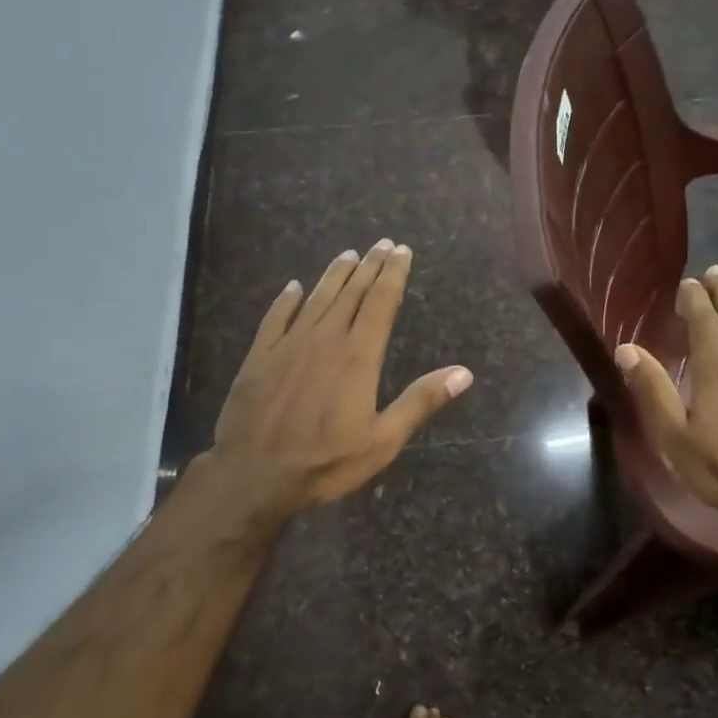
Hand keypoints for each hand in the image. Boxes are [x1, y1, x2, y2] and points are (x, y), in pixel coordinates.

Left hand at [206, 240, 472, 520]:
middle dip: (369, 266)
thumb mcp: (383, 441)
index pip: (381, 303)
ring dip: (334, 275)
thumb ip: (420, 402)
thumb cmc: (325, 462)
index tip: (402, 252)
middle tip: (382, 244)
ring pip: (316, 299)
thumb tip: (463, 373)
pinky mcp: (259, 356)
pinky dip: (287, 300)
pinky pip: (276, 318)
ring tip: (348, 255)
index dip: (393, 275)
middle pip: (351, 293)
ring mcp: (288, 345)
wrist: (254, 474)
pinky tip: (293, 287)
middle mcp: (324, 339)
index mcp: (358, 357)